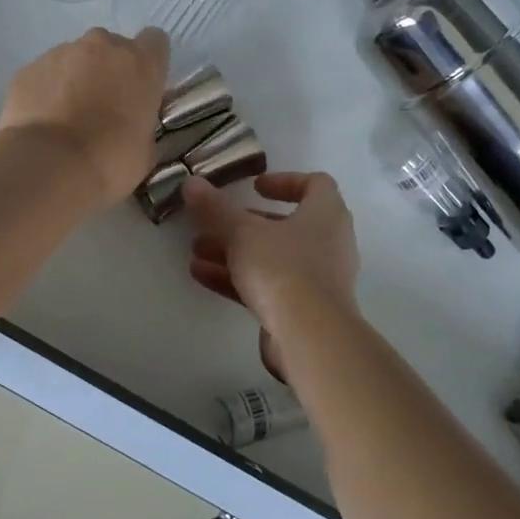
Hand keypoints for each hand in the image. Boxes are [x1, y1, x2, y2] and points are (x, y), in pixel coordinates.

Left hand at [0, 27, 170, 206]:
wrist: (48, 166)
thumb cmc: (109, 160)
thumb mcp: (145, 149)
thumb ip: (141, 122)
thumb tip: (130, 122)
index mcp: (140, 63)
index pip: (154, 42)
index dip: (148, 64)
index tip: (141, 89)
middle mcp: (102, 46)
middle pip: (111, 48)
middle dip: (109, 71)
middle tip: (103, 108)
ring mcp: (61, 53)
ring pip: (75, 59)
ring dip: (76, 80)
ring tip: (67, 119)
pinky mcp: (28, 68)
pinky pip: (45, 74)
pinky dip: (47, 92)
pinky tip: (44, 123)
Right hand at [183, 172, 360, 346]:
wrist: (310, 338)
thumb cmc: (282, 269)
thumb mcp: (241, 233)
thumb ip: (215, 208)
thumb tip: (191, 182)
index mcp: (326, 215)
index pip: (315, 184)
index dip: (285, 181)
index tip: (254, 186)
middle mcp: (328, 243)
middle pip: (285, 225)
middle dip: (244, 223)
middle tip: (213, 223)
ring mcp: (317, 279)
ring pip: (272, 257)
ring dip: (235, 252)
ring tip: (197, 251)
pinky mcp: (304, 309)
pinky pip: (268, 285)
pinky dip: (239, 278)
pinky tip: (202, 276)